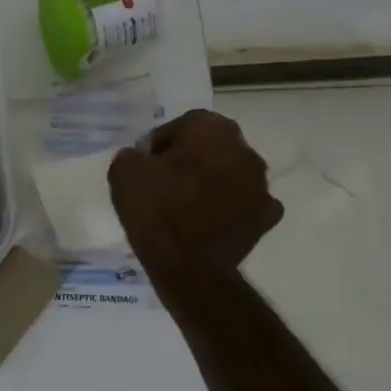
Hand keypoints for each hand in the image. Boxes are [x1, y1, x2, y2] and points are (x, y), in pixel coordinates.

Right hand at [107, 110, 283, 272]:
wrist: (189, 266)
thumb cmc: (156, 208)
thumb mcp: (123, 171)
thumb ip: (133, 154)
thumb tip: (142, 158)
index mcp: (211, 128)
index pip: (182, 124)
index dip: (161, 143)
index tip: (146, 163)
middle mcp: (244, 149)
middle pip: (211, 146)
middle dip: (191, 159)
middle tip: (164, 182)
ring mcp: (261, 185)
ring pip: (231, 173)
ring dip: (213, 182)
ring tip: (184, 205)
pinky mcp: (266, 218)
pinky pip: (244, 204)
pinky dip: (230, 209)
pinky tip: (208, 222)